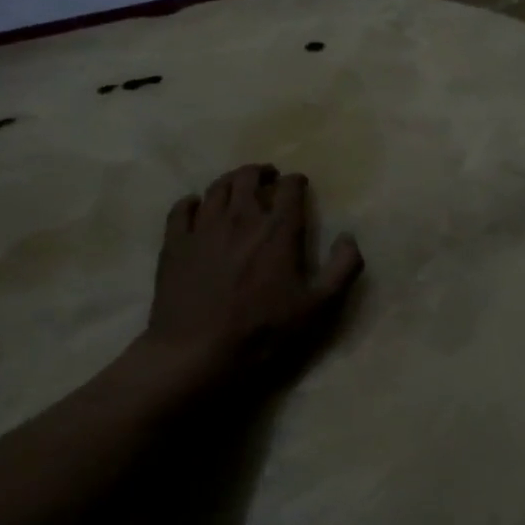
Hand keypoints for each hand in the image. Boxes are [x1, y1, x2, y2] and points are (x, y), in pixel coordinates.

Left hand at [144, 164, 363, 395]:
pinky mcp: (175, 243)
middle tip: (268, 178)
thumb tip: (349, 237)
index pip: (290, 188)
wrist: (197, 352)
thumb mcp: (317, 306)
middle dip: (262, 173)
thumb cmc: (263, 331)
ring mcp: (204, 227)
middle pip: (249, 177)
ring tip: (237, 186)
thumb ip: (342, 268)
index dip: (296, 182)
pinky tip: (196, 206)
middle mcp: (241, 217)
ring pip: (217, 187)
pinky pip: (181, 209)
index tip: (299, 185)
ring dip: (231, 181)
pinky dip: (191, 201)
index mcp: (278, 229)